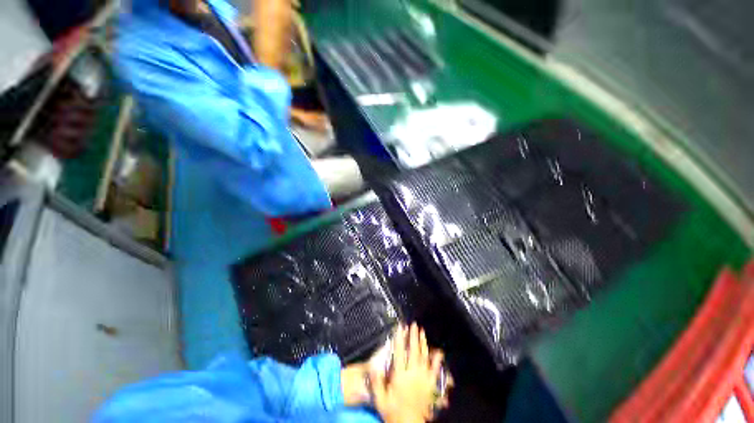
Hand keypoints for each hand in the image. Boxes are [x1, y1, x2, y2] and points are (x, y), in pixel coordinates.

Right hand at [370, 324, 443, 422]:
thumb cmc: (393, 412)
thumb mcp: (380, 400)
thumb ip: (377, 383)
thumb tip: (373, 366)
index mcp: (400, 376)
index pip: (399, 353)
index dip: (399, 338)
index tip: (400, 327)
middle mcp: (412, 374)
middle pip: (413, 351)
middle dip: (413, 336)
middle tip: (414, 324)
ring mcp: (423, 379)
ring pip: (423, 357)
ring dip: (422, 343)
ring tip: (422, 331)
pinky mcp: (430, 385)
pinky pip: (434, 370)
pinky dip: (436, 360)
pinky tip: (439, 352)